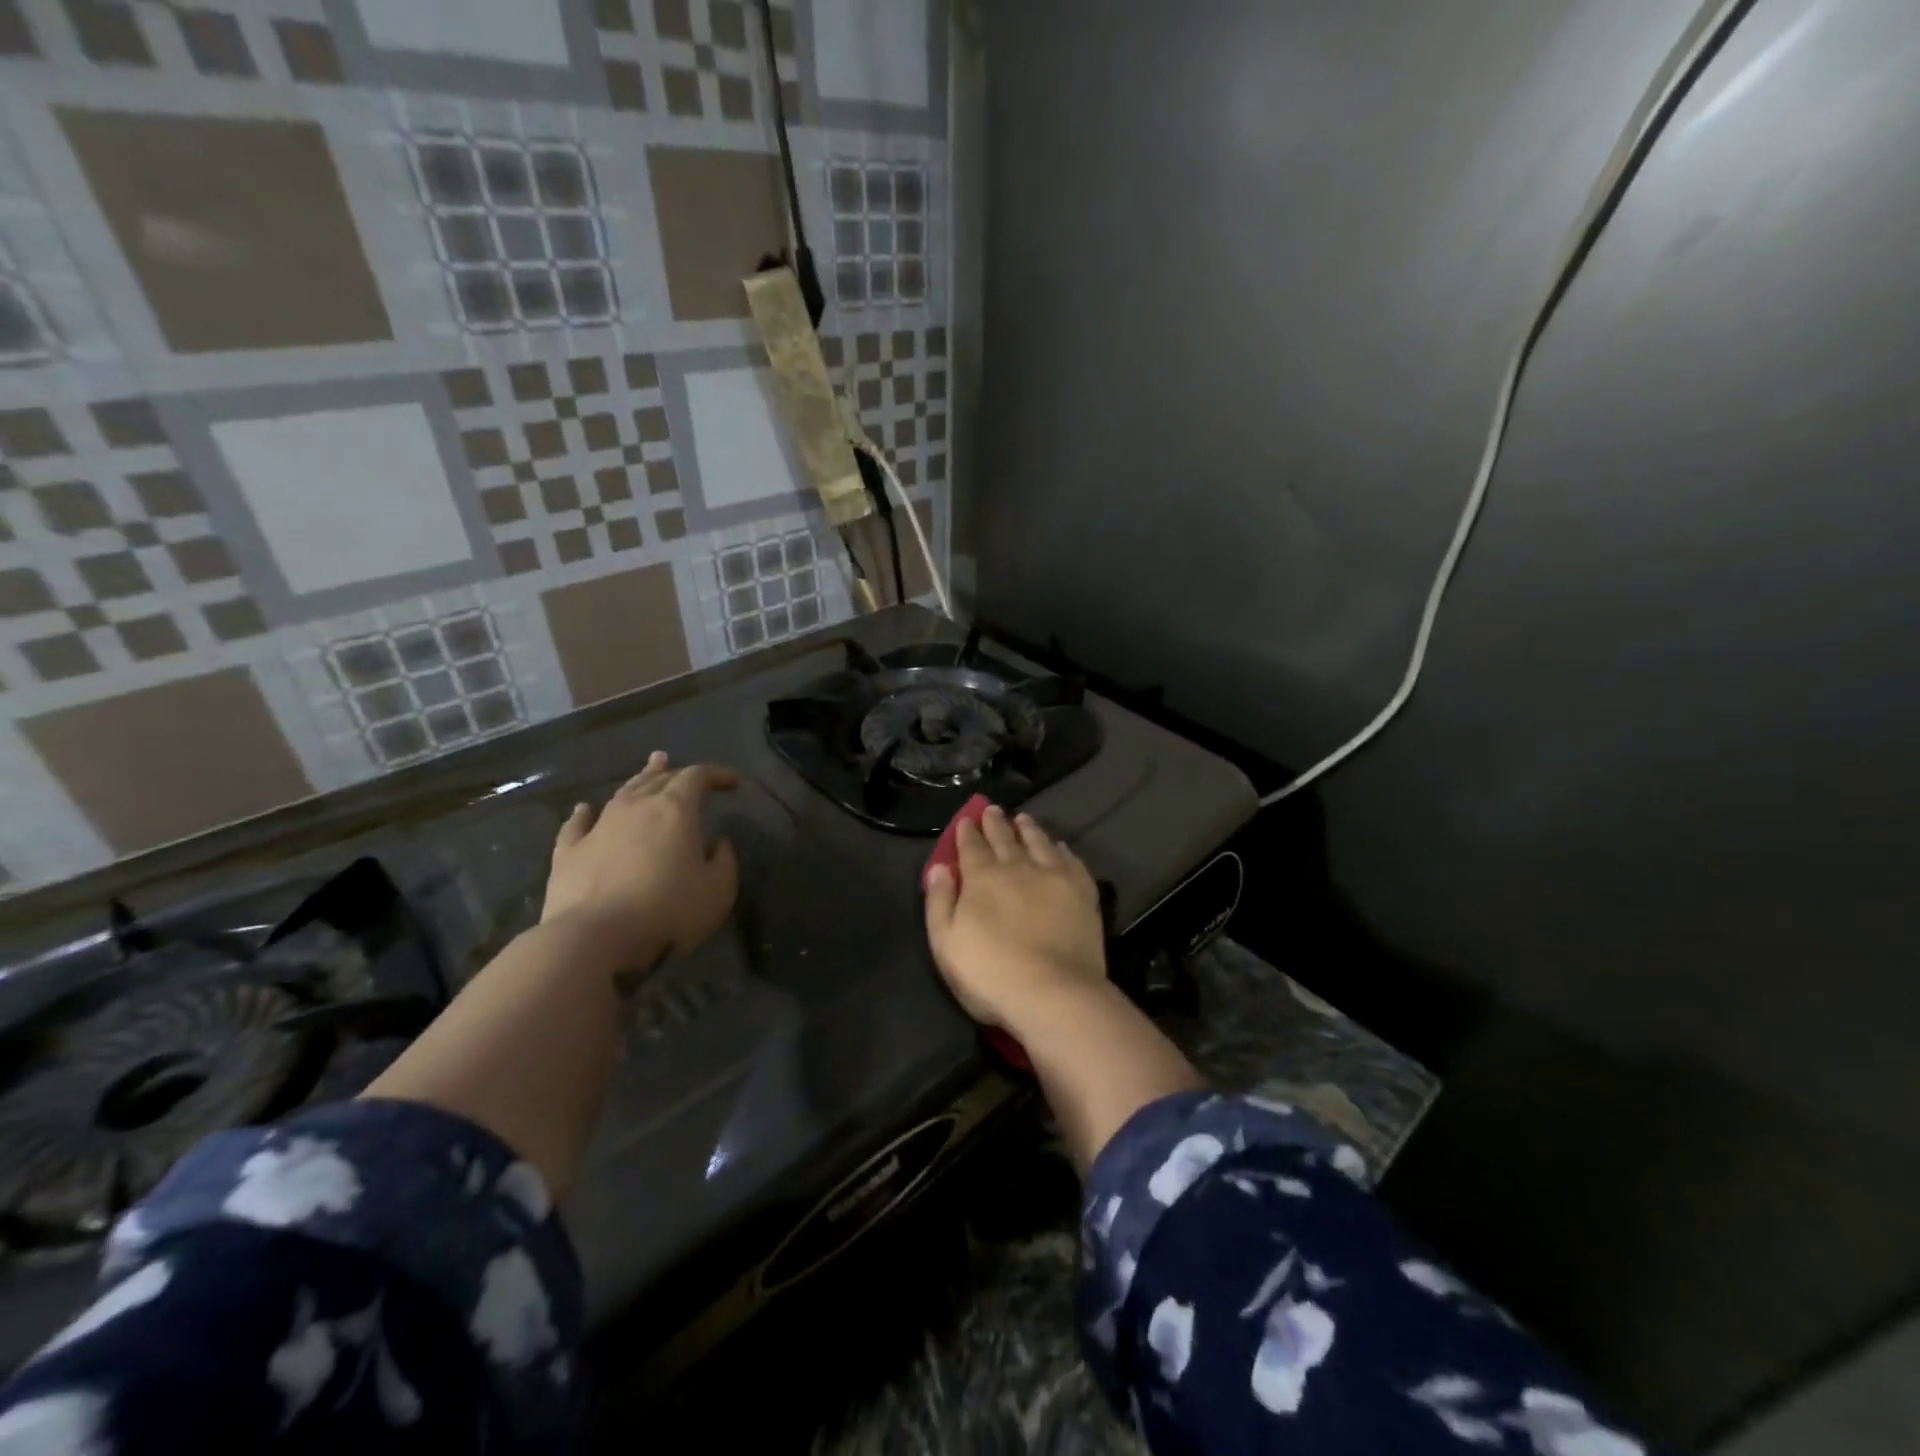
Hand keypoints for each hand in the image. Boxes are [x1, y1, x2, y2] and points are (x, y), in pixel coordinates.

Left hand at [542, 751, 739, 971]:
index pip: (698, 777)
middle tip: (689, 771)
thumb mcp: (718, 890)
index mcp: (675, 810)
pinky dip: (584, 814)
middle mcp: (635, 808)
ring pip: (623, 793)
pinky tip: (584, 809)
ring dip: (640, 779)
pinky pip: (577, 825)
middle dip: (678, 772)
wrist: (593, 941)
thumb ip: (724, 859)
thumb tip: (717, 841)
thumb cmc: (667, 913)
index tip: (733, 782)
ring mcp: (598, 828)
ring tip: (651, 767)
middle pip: (659, 779)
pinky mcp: (569, 853)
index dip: (717, 774)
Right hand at [923, 805, 1106, 1030]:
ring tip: (1023, 819)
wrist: (1053, 992)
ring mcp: (1054, 877)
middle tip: (993, 810)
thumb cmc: (990, 973)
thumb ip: (939, 902)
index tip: (967, 819)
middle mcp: (1018, 867)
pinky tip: (1060, 846)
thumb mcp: (945, 943)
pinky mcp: (1082, 892)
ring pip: (1039, 842)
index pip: (972, 846)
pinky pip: (1071, 861)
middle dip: (995, 823)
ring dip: (1028, 829)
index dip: (967, 832)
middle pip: (1004, 838)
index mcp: (982, 878)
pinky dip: (1062, 850)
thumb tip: (939, 867)